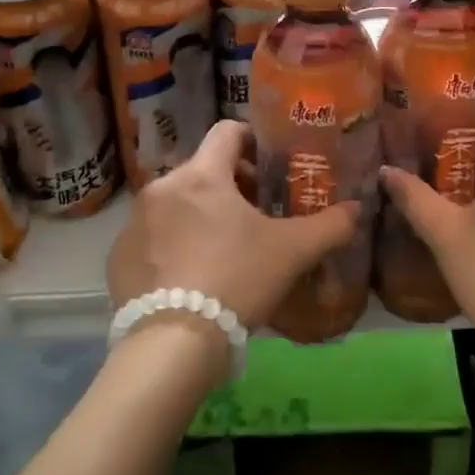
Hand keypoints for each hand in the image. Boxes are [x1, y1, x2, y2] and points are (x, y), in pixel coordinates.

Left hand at [106, 120, 358, 330]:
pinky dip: (172, 246)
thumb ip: (329, 225)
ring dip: (199, 216)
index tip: (269, 164)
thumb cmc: (236, 280)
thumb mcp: (291, 252)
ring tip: (224, 251)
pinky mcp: (117, 257)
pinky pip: (151, 238)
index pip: (227, 131)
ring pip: (175, 205)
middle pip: (202, 171)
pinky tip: (191, 278)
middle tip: (256, 216)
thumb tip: (357, 209)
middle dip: (231, 187)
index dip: (252, 140)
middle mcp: (160, 188)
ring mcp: (133, 223)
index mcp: (201, 175)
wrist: (172, 343)